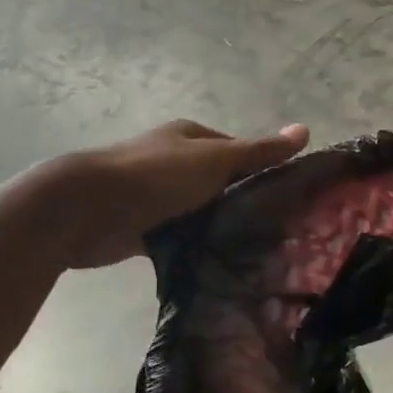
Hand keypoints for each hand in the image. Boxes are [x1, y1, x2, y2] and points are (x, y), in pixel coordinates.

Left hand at [64, 120, 308, 267]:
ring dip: (219, 226)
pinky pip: (181, 237)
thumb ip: (259, 151)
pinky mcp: (145, 228)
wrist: (87, 209)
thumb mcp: (216, 159)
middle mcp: (174, 163)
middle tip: (278, 228)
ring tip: (256, 250)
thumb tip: (306, 130)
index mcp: (190, 138)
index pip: (237, 151)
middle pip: (219, 182)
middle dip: (242, 202)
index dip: (262, 170)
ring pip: (200, 211)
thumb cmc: (157, 175)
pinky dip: (196, 246)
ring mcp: (158, 196)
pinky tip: (221, 262)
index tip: (287, 197)